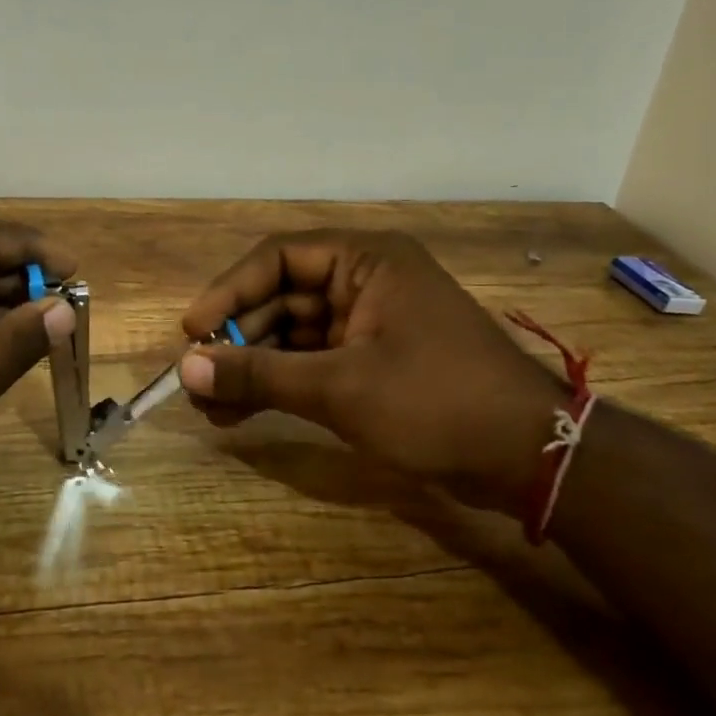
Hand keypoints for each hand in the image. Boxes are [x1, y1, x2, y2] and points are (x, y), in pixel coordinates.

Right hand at [178, 230, 566, 514]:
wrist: (529, 457)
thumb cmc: (435, 402)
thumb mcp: (339, 388)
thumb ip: (259, 375)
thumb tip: (186, 370)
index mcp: (366, 261)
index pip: (278, 258)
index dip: (229, 291)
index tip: (193, 332)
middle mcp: (366, 281)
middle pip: (281, 297)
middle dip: (237, 339)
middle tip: (196, 379)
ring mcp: (371, 322)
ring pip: (293, 333)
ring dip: (253, 366)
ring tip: (210, 406)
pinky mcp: (375, 360)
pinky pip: (314, 361)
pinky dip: (281, 383)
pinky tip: (243, 412)